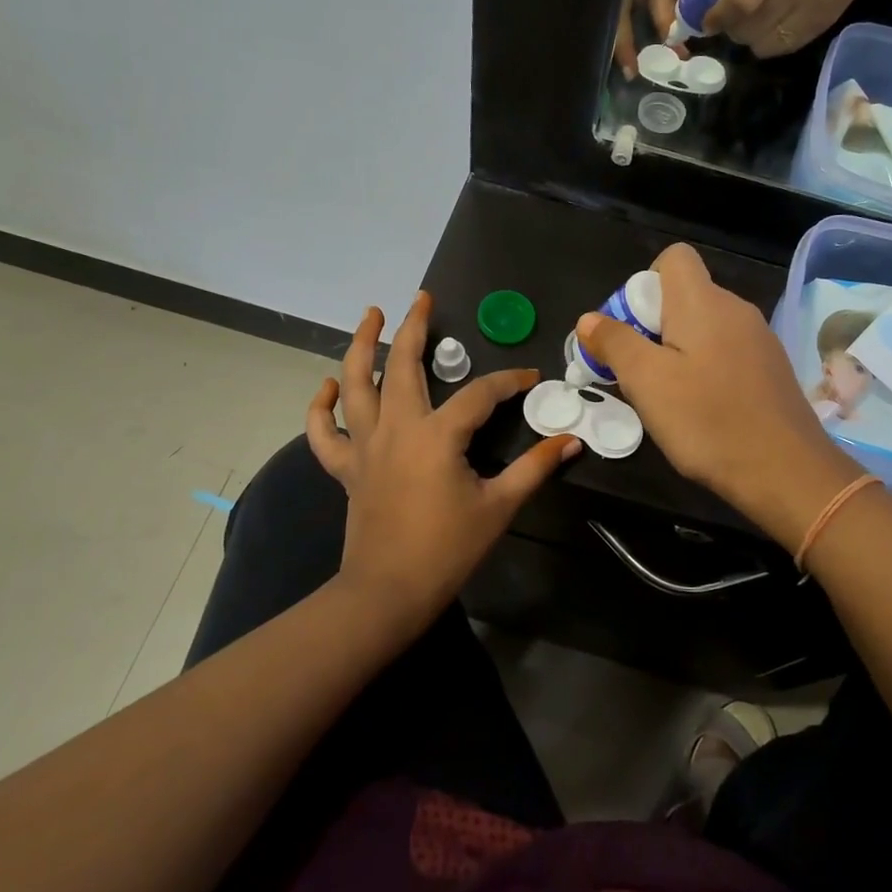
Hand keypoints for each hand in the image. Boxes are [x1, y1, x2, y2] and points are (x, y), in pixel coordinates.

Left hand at [307, 293, 579, 643]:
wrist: (388, 592)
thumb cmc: (447, 549)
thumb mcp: (499, 506)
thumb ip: (535, 468)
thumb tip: (570, 440)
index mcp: (437, 436)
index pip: (480, 394)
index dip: (509, 381)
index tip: (531, 378)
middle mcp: (396, 428)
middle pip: (400, 365)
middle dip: (412, 328)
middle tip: (422, 299)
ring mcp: (366, 446)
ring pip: (354, 384)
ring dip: (360, 346)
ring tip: (370, 315)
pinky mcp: (347, 467)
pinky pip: (324, 432)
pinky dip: (321, 406)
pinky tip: (328, 385)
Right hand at [574, 246, 863, 547]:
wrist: (786, 472)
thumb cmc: (707, 420)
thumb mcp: (646, 382)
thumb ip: (615, 343)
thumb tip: (589, 319)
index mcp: (703, 301)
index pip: (674, 257)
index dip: (645, 283)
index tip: (633, 328)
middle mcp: (736, 309)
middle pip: (686, 294)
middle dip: (654, 324)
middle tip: (640, 372)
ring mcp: (759, 339)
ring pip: (706, 327)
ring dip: (679, 350)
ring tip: (668, 397)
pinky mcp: (771, 369)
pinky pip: (727, 352)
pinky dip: (707, 369)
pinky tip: (703, 410)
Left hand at [690, 0, 891, 57]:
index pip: (739, 0)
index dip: (716, 16)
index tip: (704, 18)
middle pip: (746, 28)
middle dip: (727, 26)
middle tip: (725, 13)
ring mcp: (811, 10)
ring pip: (761, 44)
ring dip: (746, 37)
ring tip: (748, 18)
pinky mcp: (821, 25)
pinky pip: (781, 49)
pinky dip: (766, 43)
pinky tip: (767, 24)